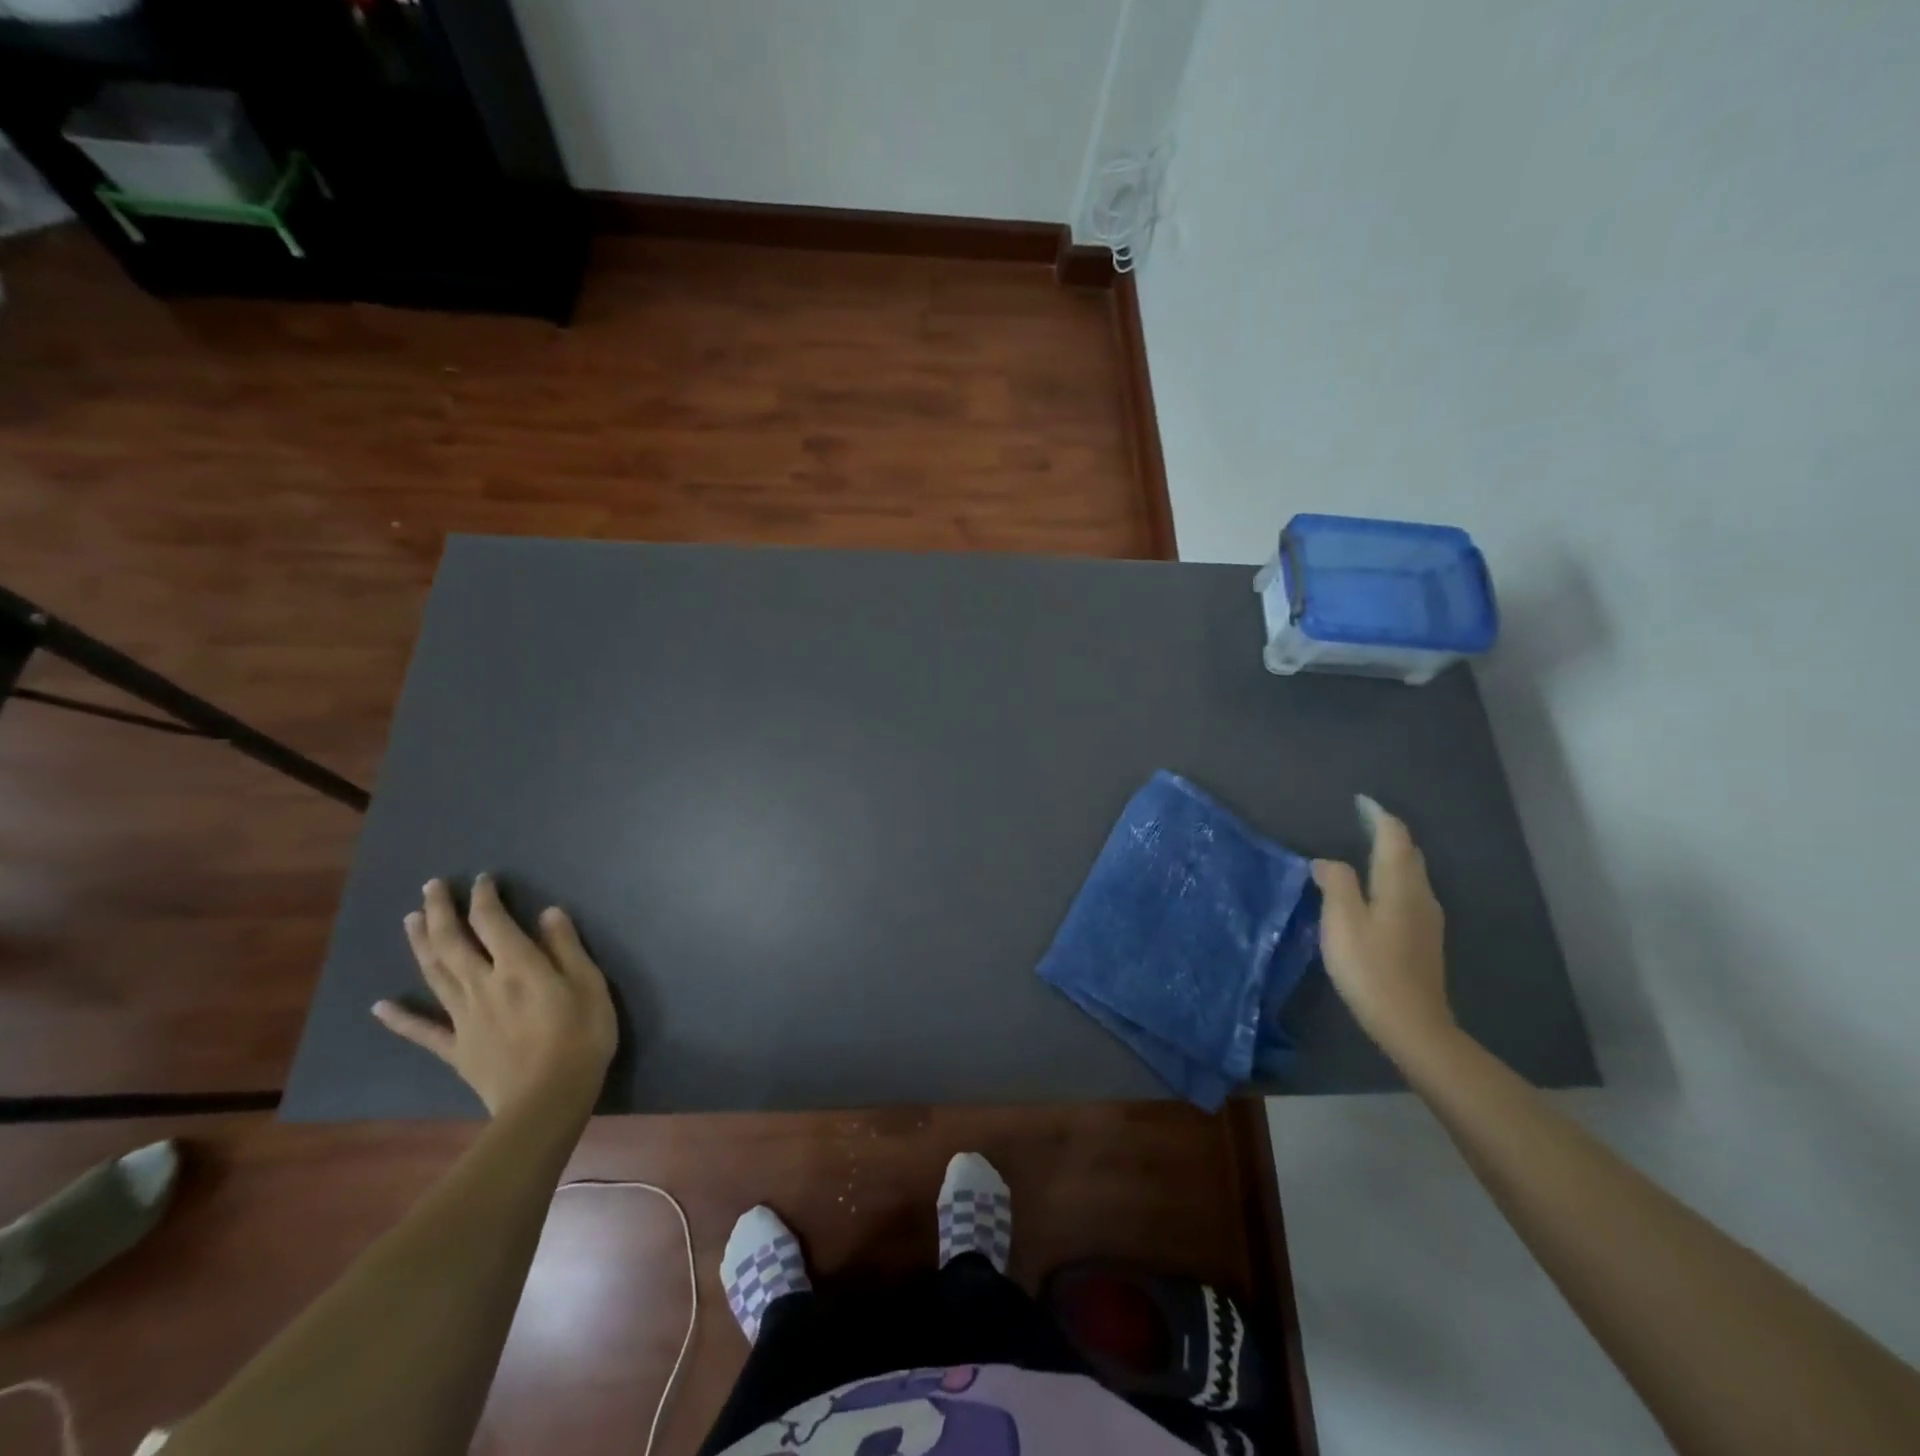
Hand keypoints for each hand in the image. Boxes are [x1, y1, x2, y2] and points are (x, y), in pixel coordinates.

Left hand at [373, 875, 617, 1118]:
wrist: (549, 1099)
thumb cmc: (581, 1036)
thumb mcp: (589, 984)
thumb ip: (566, 947)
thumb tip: (547, 912)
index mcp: (518, 966)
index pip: (493, 922)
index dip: (484, 897)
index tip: (482, 879)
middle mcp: (483, 984)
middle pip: (453, 942)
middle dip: (441, 911)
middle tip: (430, 886)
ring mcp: (464, 1017)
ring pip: (434, 975)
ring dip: (420, 945)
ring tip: (409, 920)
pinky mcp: (457, 1048)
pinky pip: (423, 1031)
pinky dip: (400, 1018)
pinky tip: (379, 1006)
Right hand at [1312, 796, 1456, 1065]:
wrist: (1412, 1024)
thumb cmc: (1371, 968)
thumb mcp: (1342, 922)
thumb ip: (1336, 884)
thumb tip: (1327, 862)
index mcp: (1400, 885)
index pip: (1394, 837)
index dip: (1377, 815)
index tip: (1361, 801)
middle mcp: (1420, 895)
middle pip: (1408, 853)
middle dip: (1387, 833)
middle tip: (1362, 821)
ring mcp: (1427, 919)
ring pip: (1412, 874)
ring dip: (1391, 856)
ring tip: (1365, 851)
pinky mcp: (1424, 939)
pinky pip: (1410, 892)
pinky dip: (1393, 877)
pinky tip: (1377, 891)